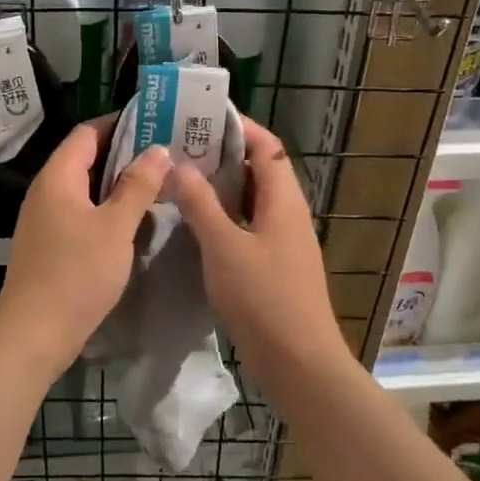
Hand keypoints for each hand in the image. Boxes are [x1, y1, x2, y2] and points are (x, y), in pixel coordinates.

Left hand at [0, 121, 171, 374]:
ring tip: (158, 183)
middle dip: (125, 154)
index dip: (121, 124)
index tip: (157, 123)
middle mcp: (46, 191)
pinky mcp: (49, 244)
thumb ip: (138, 185)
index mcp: (57, 177)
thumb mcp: (116, 227)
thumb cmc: (77, 274)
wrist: (33, 335)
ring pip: (85, 188)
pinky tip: (134, 220)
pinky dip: (107, 208)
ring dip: (118, 184)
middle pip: (86, 158)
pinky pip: (81, 212)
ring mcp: (45, 219)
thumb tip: (158, 149)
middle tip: (166, 154)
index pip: (88, 133)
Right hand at [169, 118, 339, 367]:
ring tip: (180, 178)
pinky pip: (247, 227)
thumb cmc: (264, 298)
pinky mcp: (273, 267)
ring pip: (251, 201)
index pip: (267, 146)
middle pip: (259, 171)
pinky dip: (223, 217)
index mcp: (284, 200)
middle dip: (223, 155)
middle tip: (180, 147)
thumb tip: (180, 165)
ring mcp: (283, 242)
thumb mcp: (225, 246)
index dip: (240, 127)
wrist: (298, 363)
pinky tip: (193, 224)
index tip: (202, 117)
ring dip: (221, 187)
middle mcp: (288, 214)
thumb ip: (201, 204)